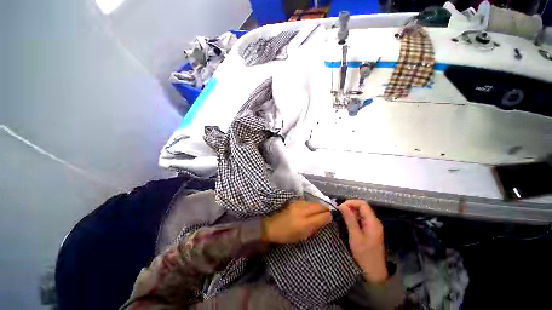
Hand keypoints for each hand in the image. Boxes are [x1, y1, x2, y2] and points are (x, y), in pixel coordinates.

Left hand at [263, 200, 331, 243]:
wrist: (272, 226)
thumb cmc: (286, 236)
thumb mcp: (302, 237)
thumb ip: (314, 228)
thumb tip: (323, 221)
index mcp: (304, 223)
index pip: (322, 216)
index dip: (329, 217)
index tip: (331, 218)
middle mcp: (302, 211)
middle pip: (319, 206)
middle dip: (325, 209)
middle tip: (328, 213)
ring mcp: (297, 204)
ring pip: (313, 202)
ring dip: (318, 206)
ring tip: (320, 210)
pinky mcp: (294, 201)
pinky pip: (307, 201)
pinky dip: (311, 204)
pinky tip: (311, 208)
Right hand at [338, 200, 387, 282]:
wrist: (374, 271)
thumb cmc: (364, 254)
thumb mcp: (355, 236)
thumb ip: (349, 219)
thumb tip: (341, 205)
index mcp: (373, 222)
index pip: (362, 204)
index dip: (351, 202)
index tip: (340, 207)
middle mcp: (375, 221)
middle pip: (362, 207)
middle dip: (350, 206)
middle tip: (339, 211)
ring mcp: (373, 226)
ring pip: (362, 212)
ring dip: (351, 212)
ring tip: (342, 215)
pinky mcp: (371, 230)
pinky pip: (362, 219)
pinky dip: (354, 217)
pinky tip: (348, 221)